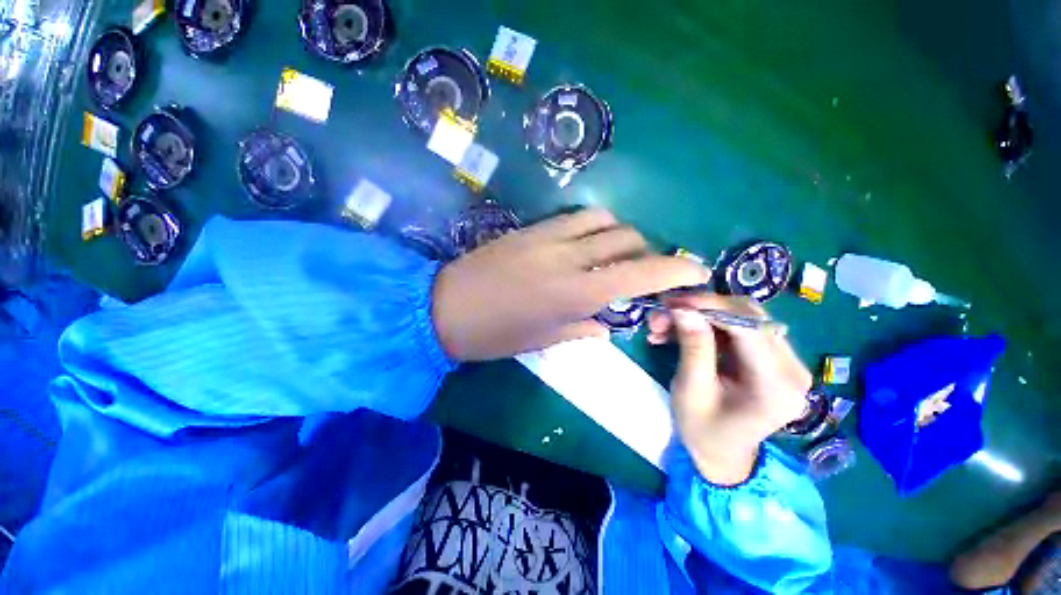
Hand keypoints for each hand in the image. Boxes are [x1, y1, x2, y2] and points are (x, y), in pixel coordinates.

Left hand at [432, 208, 710, 360]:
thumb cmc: (496, 334)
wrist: (446, 307)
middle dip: (647, 251)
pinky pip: (575, 217)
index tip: (697, 270)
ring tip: (613, 254)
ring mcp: (549, 236)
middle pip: (628, 238)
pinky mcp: (532, 227)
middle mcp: (570, 257)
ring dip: (620, 235)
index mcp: (576, 292)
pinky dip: (593, 226)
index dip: (676, 270)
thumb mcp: (544, 339)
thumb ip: (584, 327)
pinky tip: (585, 243)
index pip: (641, 273)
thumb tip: (609, 323)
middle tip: (641, 270)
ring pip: (605, 220)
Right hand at [648, 294, 811, 485]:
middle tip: (662, 312)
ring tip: (662, 325)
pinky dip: (704, 324)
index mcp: (777, 387)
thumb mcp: (691, 391)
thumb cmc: (703, 431)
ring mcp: (783, 360)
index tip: (672, 302)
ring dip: (698, 315)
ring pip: (740, 316)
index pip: (750, 328)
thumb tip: (683, 309)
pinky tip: (676, 332)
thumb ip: (693, 348)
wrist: (721, 452)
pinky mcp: (769, 355)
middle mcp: (791, 368)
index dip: (710, 307)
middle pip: (748, 316)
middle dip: (700, 308)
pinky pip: (735, 326)